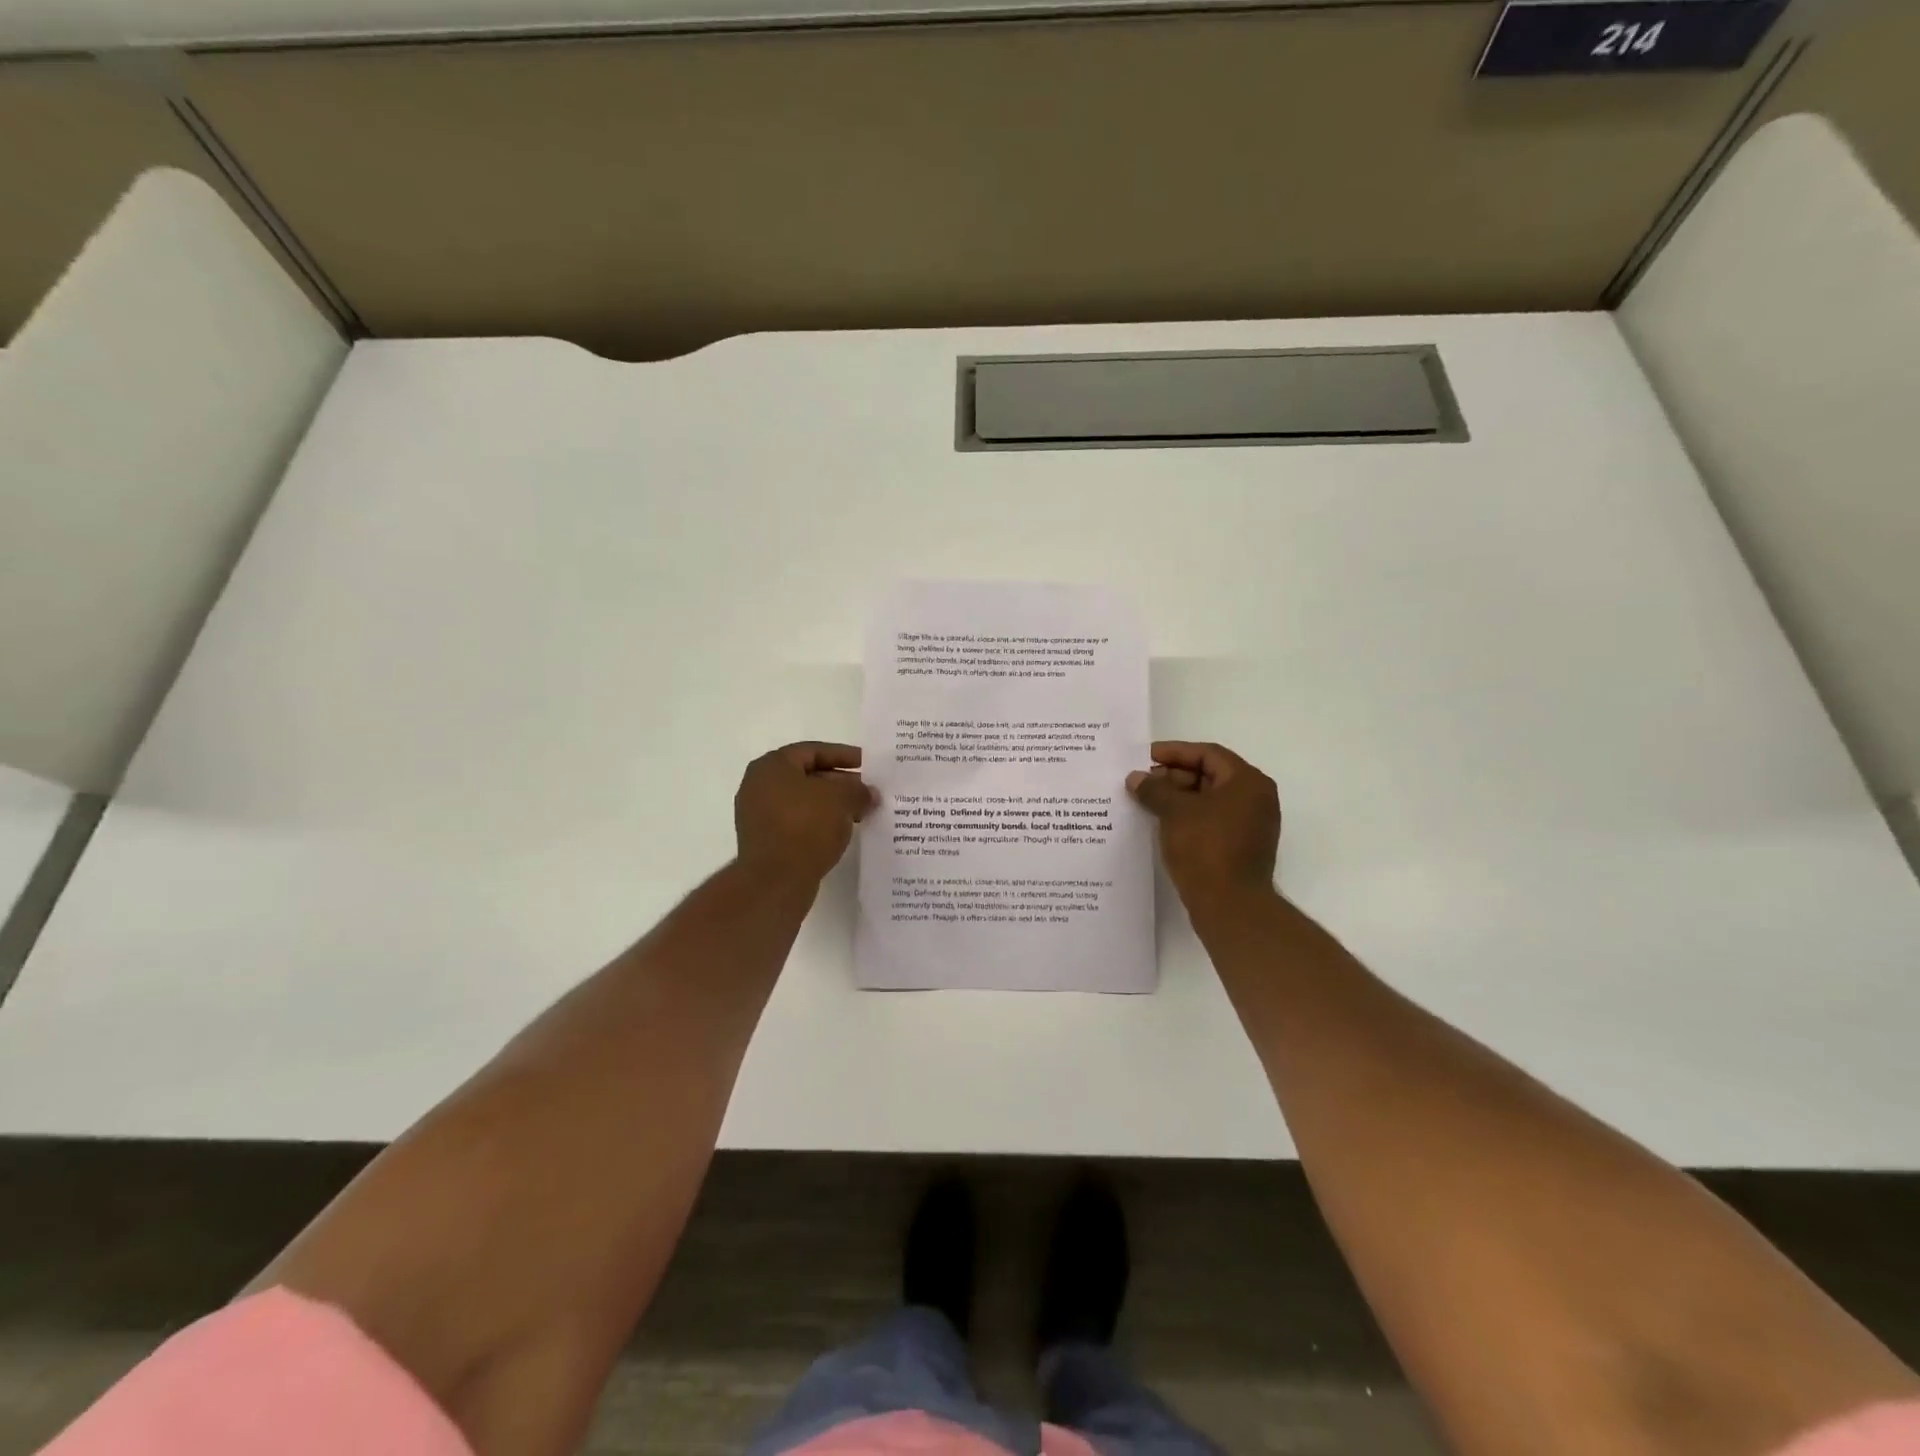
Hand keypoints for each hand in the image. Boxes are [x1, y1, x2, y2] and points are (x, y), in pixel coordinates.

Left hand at [735, 742, 873, 884]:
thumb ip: (859, 790)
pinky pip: (797, 822)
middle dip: (840, 782)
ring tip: (860, 812)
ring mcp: (758, 814)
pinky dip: (819, 822)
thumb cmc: (806, 826)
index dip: (843, 755)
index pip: (813, 750)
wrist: (776, 880)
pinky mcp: (764, 840)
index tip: (867, 764)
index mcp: (772, 766)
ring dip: (832, 804)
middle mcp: (759, 785)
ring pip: (803, 801)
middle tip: (867, 791)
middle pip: (807, 775)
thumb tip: (869, 793)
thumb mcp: (841, 799)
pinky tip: (841, 831)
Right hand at [1127, 741, 1280, 910]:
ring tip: (1146, 801)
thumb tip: (1136, 778)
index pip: (1208, 754)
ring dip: (1178, 797)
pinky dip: (1188, 816)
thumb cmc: (1205, 848)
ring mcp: (1251, 825)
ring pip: (1210, 800)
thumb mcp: (1174, 812)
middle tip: (1143, 781)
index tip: (1145, 756)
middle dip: (1174, 776)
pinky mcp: (1242, 847)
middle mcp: (1256, 799)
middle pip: (1210, 775)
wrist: (1230, 906)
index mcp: (1248, 782)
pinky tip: (1162, 822)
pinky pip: (1212, 820)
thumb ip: (1154, 789)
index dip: (1175, 752)